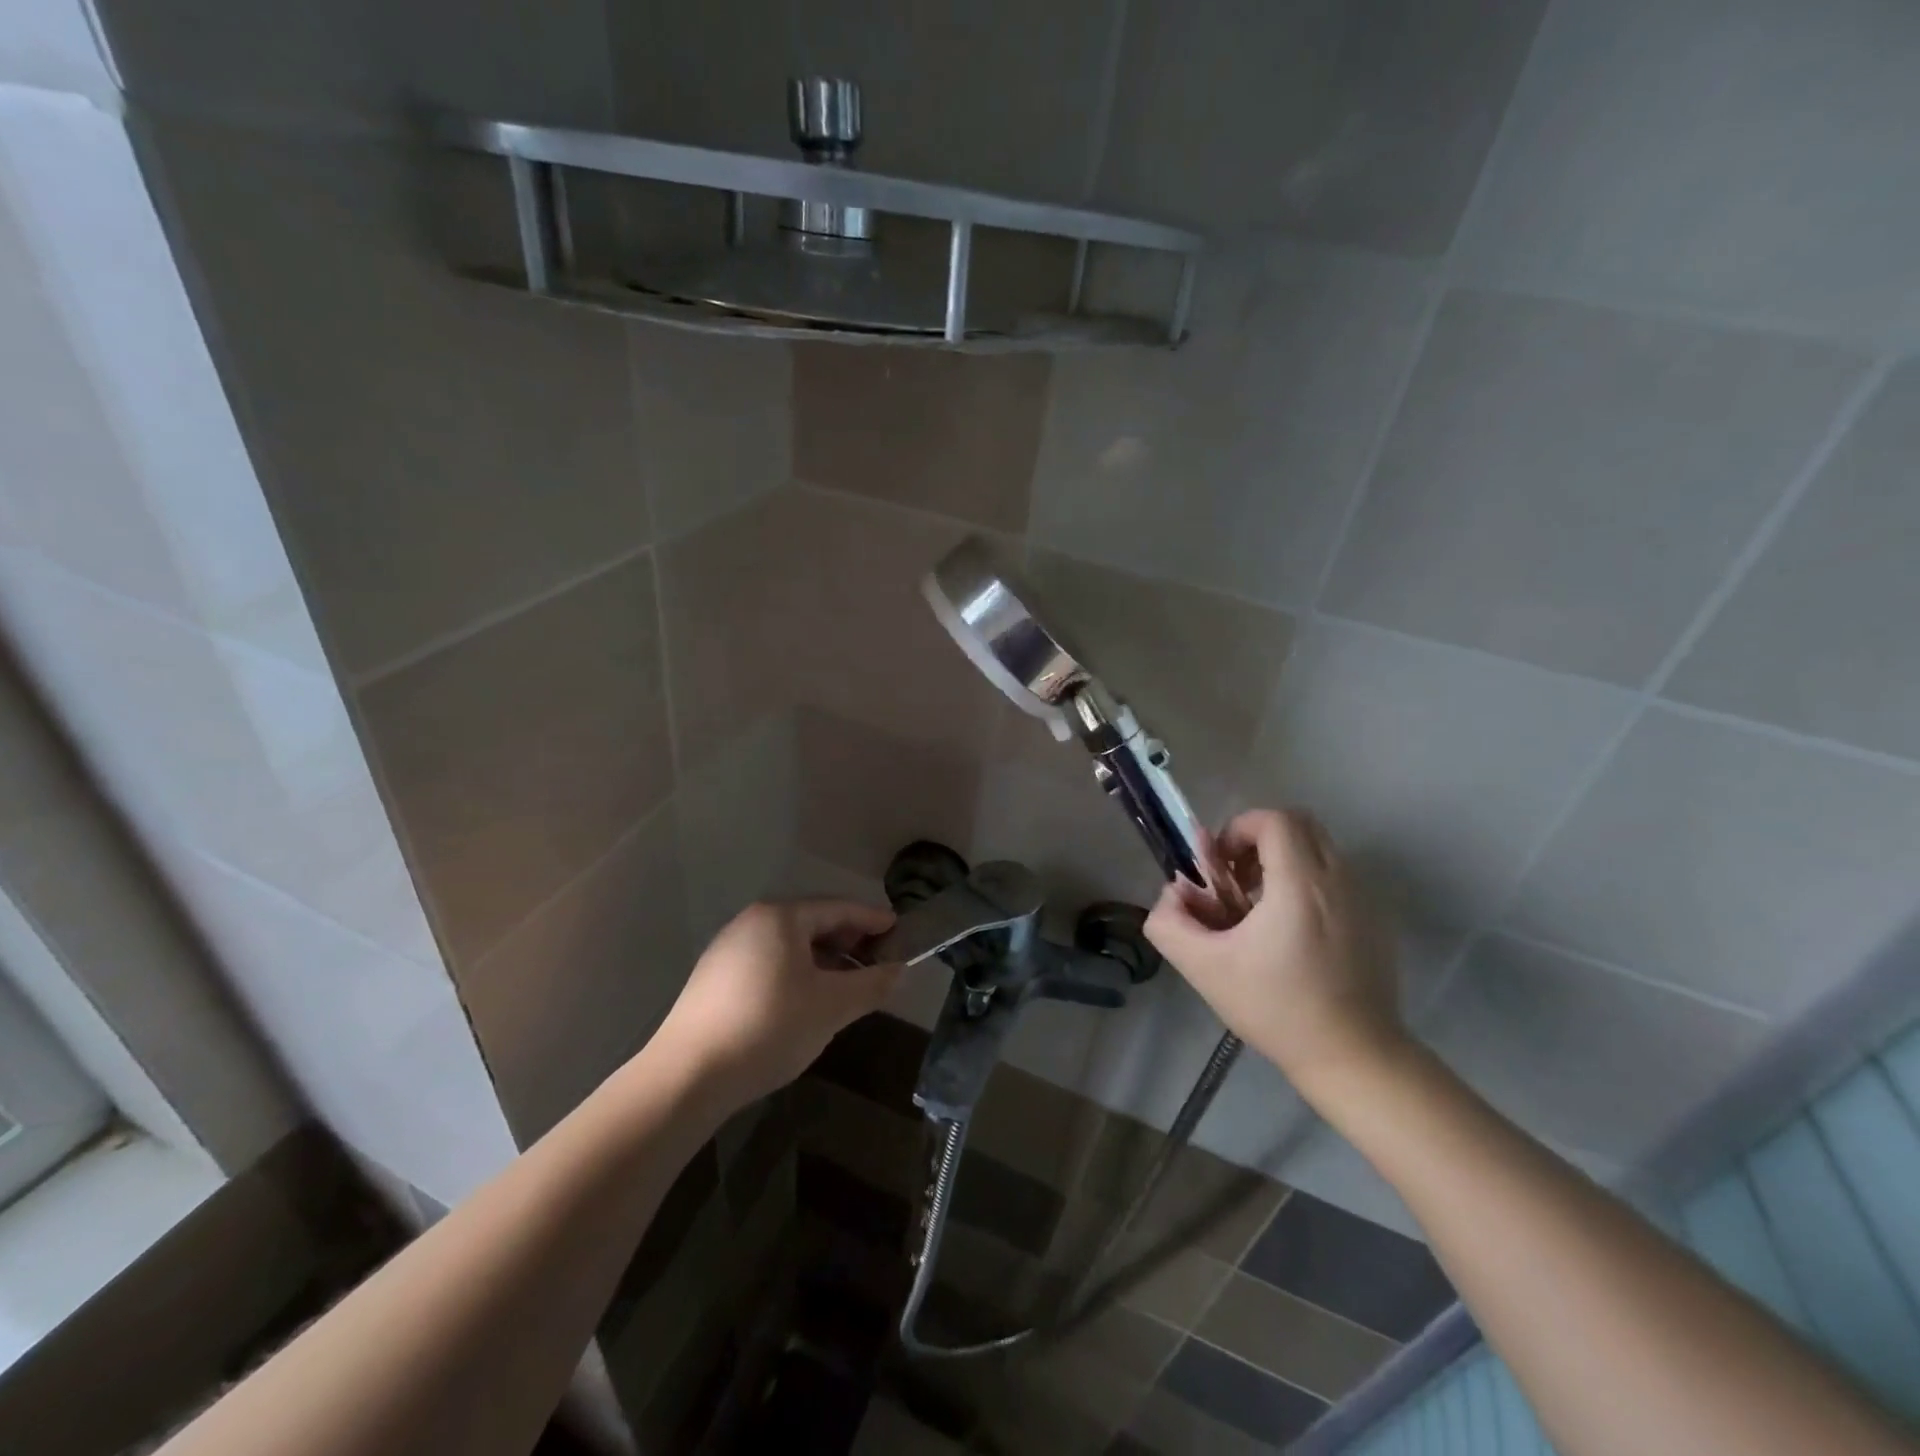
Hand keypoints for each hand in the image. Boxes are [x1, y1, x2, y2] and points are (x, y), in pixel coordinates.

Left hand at [651, 900, 901, 1112]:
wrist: (687, 1075)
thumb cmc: (769, 1027)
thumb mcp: (831, 1006)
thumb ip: (872, 985)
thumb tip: (900, 971)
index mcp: (781, 916)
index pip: (839, 908)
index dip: (873, 919)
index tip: (900, 930)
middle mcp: (752, 921)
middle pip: (813, 922)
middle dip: (849, 940)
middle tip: (878, 961)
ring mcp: (729, 948)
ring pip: (790, 944)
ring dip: (824, 959)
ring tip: (848, 984)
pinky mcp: (715, 976)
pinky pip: (770, 962)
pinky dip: (798, 972)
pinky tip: (808, 1000)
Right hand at [1146, 809, 1405, 1097]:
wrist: (1354, 1058)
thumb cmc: (1276, 1009)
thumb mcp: (1204, 968)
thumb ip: (1169, 923)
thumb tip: (1172, 895)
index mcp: (1300, 884)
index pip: (1275, 820)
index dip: (1239, 828)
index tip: (1221, 865)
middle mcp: (1338, 880)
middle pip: (1300, 825)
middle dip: (1261, 839)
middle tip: (1237, 877)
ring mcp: (1364, 900)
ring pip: (1320, 850)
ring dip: (1284, 861)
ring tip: (1259, 908)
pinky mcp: (1377, 922)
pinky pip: (1337, 878)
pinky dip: (1308, 883)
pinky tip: (1292, 933)